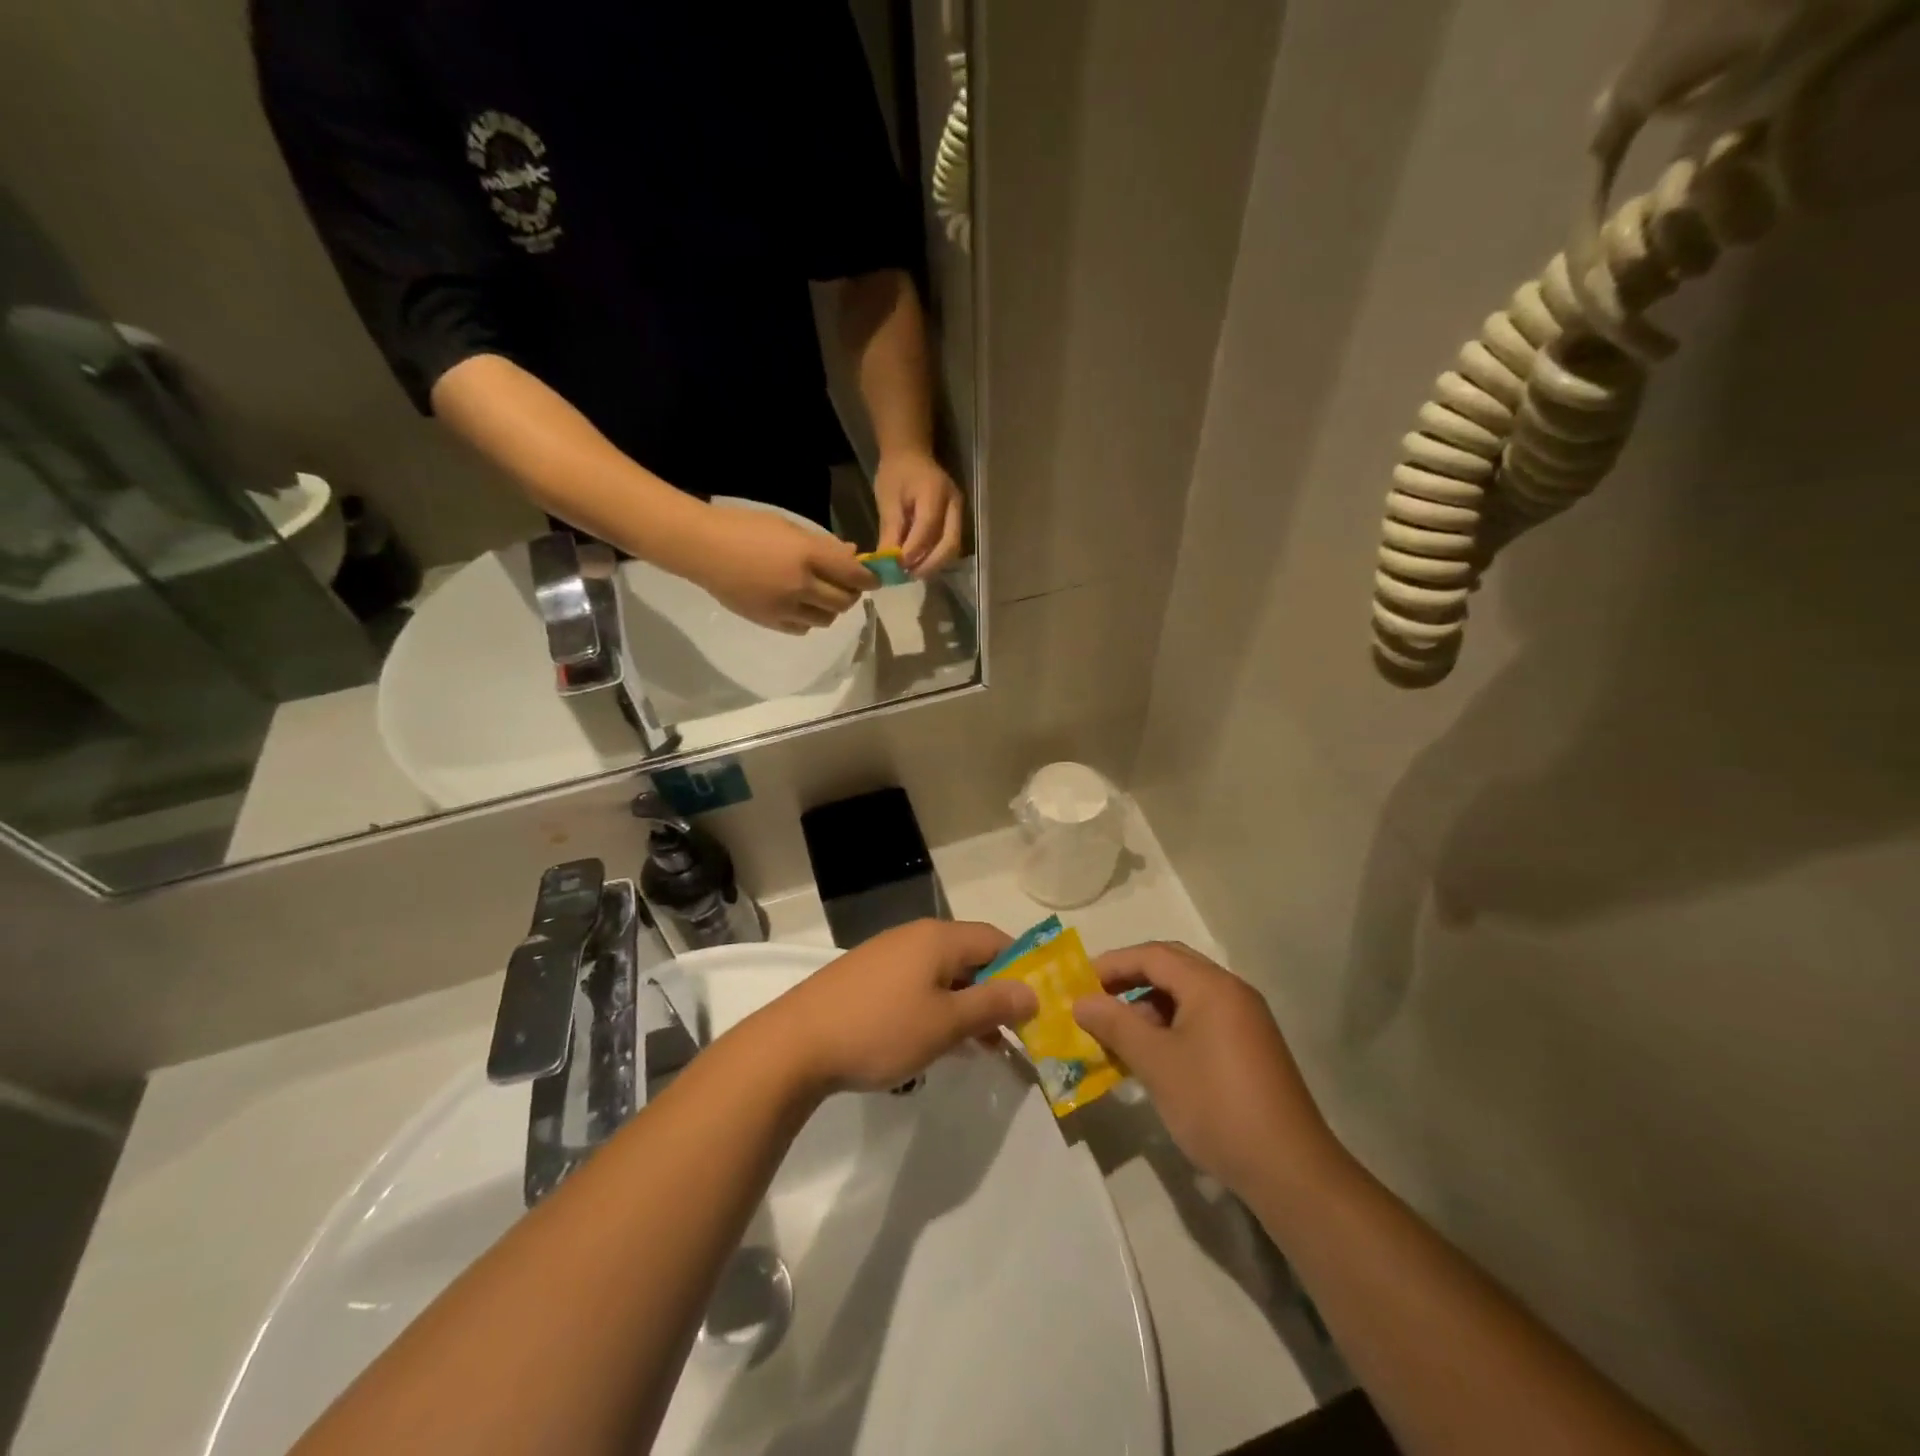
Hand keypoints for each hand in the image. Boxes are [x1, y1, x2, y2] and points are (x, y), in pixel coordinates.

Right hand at [686, 504, 875, 633]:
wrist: (702, 548)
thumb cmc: (744, 527)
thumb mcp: (788, 527)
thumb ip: (823, 545)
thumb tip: (853, 555)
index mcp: (807, 555)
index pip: (852, 574)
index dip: (869, 578)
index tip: (874, 579)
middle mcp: (801, 585)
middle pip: (844, 601)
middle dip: (851, 594)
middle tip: (847, 586)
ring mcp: (785, 607)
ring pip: (827, 619)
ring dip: (831, 609)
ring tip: (822, 596)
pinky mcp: (770, 622)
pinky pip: (803, 629)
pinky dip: (810, 620)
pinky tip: (801, 607)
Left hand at [763, 920, 1035, 1093]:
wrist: (795, 1044)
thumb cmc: (881, 1029)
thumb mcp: (946, 1023)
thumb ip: (993, 1004)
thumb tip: (1032, 991)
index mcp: (938, 938)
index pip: (996, 940)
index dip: (1022, 968)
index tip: (1039, 1005)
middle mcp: (914, 937)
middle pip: (970, 956)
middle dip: (995, 992)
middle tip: (1014, 1033)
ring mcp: (886, 956)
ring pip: (942, 974)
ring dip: (966, 1005)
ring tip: (981, 1046)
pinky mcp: (866, 978)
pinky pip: (916, 985)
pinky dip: (936, 1008)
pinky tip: (935, 1042)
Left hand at [873, 452, 963, 576]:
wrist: (911, 454)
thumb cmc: (896, 474)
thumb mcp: (887, 500)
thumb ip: (890, 531)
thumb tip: (887, 564)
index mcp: (935, 492)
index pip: (928, 528)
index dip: (913, 551)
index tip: (896, 566)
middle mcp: (954, 504)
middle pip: (950, 544)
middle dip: (930, 565)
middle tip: (908, 576)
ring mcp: (959, 513)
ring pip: (952, 548)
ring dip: (934, 565)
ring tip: (912, 573)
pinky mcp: (957, 521)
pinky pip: (949, 545)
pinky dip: (935, 558)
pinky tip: (919, 564)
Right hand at [1072, 942, 1342, 1200]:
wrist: (1290, 1171)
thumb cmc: (1216, 1105)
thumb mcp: (1156, 1063)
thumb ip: (1115, 1024)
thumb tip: (1081, 1001)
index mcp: (1212, 986)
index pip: (1153, 955)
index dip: (1112, 964)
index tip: (1079, 984)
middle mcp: (1232, 992)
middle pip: (1171, 968)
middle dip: (1130, 980)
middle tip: (1096, 1000)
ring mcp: (1245, 1020)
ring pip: (1186, 996)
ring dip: (1148, 1006)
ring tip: (1117, 1034)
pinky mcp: (1250, 1048)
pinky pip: (1201, 1019)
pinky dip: (1170, 1027)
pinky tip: (1151, 1056)